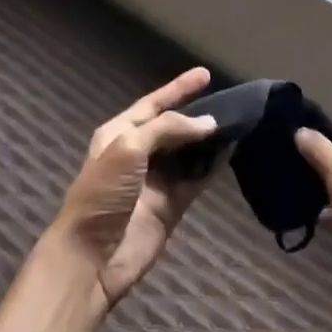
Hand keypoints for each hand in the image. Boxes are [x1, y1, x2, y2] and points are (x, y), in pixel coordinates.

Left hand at [52, 67, 218, 311]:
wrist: (92, 258)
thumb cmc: (102, 195)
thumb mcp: (128, 148)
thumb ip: (168, 129)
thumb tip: (209, 124)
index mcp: (119, 134)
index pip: (153, 104)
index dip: (178, 89)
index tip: (206, 74)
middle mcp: (139, 153)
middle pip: (175, 127)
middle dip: (199, 114)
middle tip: (232, 102)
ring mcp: (157, 181)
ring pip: (190, 152)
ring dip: (211, 139)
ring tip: (240, 122)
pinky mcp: (172, 205)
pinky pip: (197, 178)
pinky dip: (214, 165)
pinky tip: (233, 151)